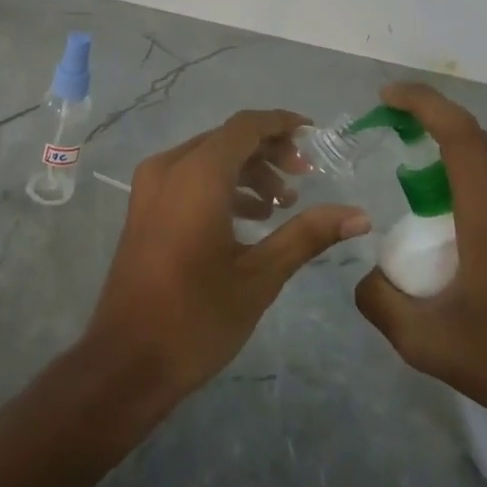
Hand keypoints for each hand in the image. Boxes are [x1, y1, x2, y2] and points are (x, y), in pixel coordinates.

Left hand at [85, 109, 372, 403]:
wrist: (126, 362)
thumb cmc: (196, 318)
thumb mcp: (260, 276)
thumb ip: (308, 235)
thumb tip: (359, 215)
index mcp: (197, 174)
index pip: (246, 126)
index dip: (282, 124)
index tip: (316, 136)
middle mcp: (169, 167)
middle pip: (227, 138)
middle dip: (269, 150)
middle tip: (305, 176)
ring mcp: (150, 186)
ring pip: (208, 156)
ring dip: (247, 170)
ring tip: (283, 204)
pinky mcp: (144, 206)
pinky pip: (189, 176)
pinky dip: (222, 184)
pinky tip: (249, 218)